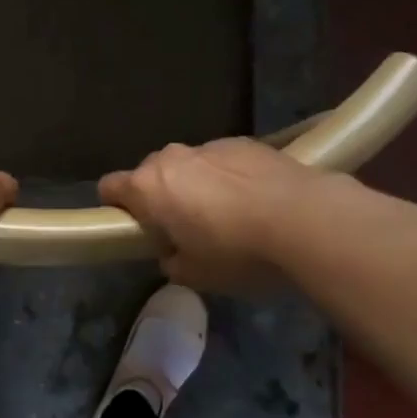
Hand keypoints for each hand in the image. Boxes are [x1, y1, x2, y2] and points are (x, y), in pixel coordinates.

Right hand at [99, 139, 325, 291]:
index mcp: (148, 187)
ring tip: (230, 218)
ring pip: (189, 167)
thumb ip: (172, 261)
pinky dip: (229, 179)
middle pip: (150, 174)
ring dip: (196, 187)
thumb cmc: (238, 252)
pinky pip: (223, 163)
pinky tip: (256, 204)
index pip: (109, 187)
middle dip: (160, 198)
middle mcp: (172, 158)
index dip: (117, 209)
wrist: (307, 220)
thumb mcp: (196, 275)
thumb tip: (173, 252)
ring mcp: (210, 146)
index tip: (137, 230)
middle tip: (185, 231)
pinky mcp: (246, 142)